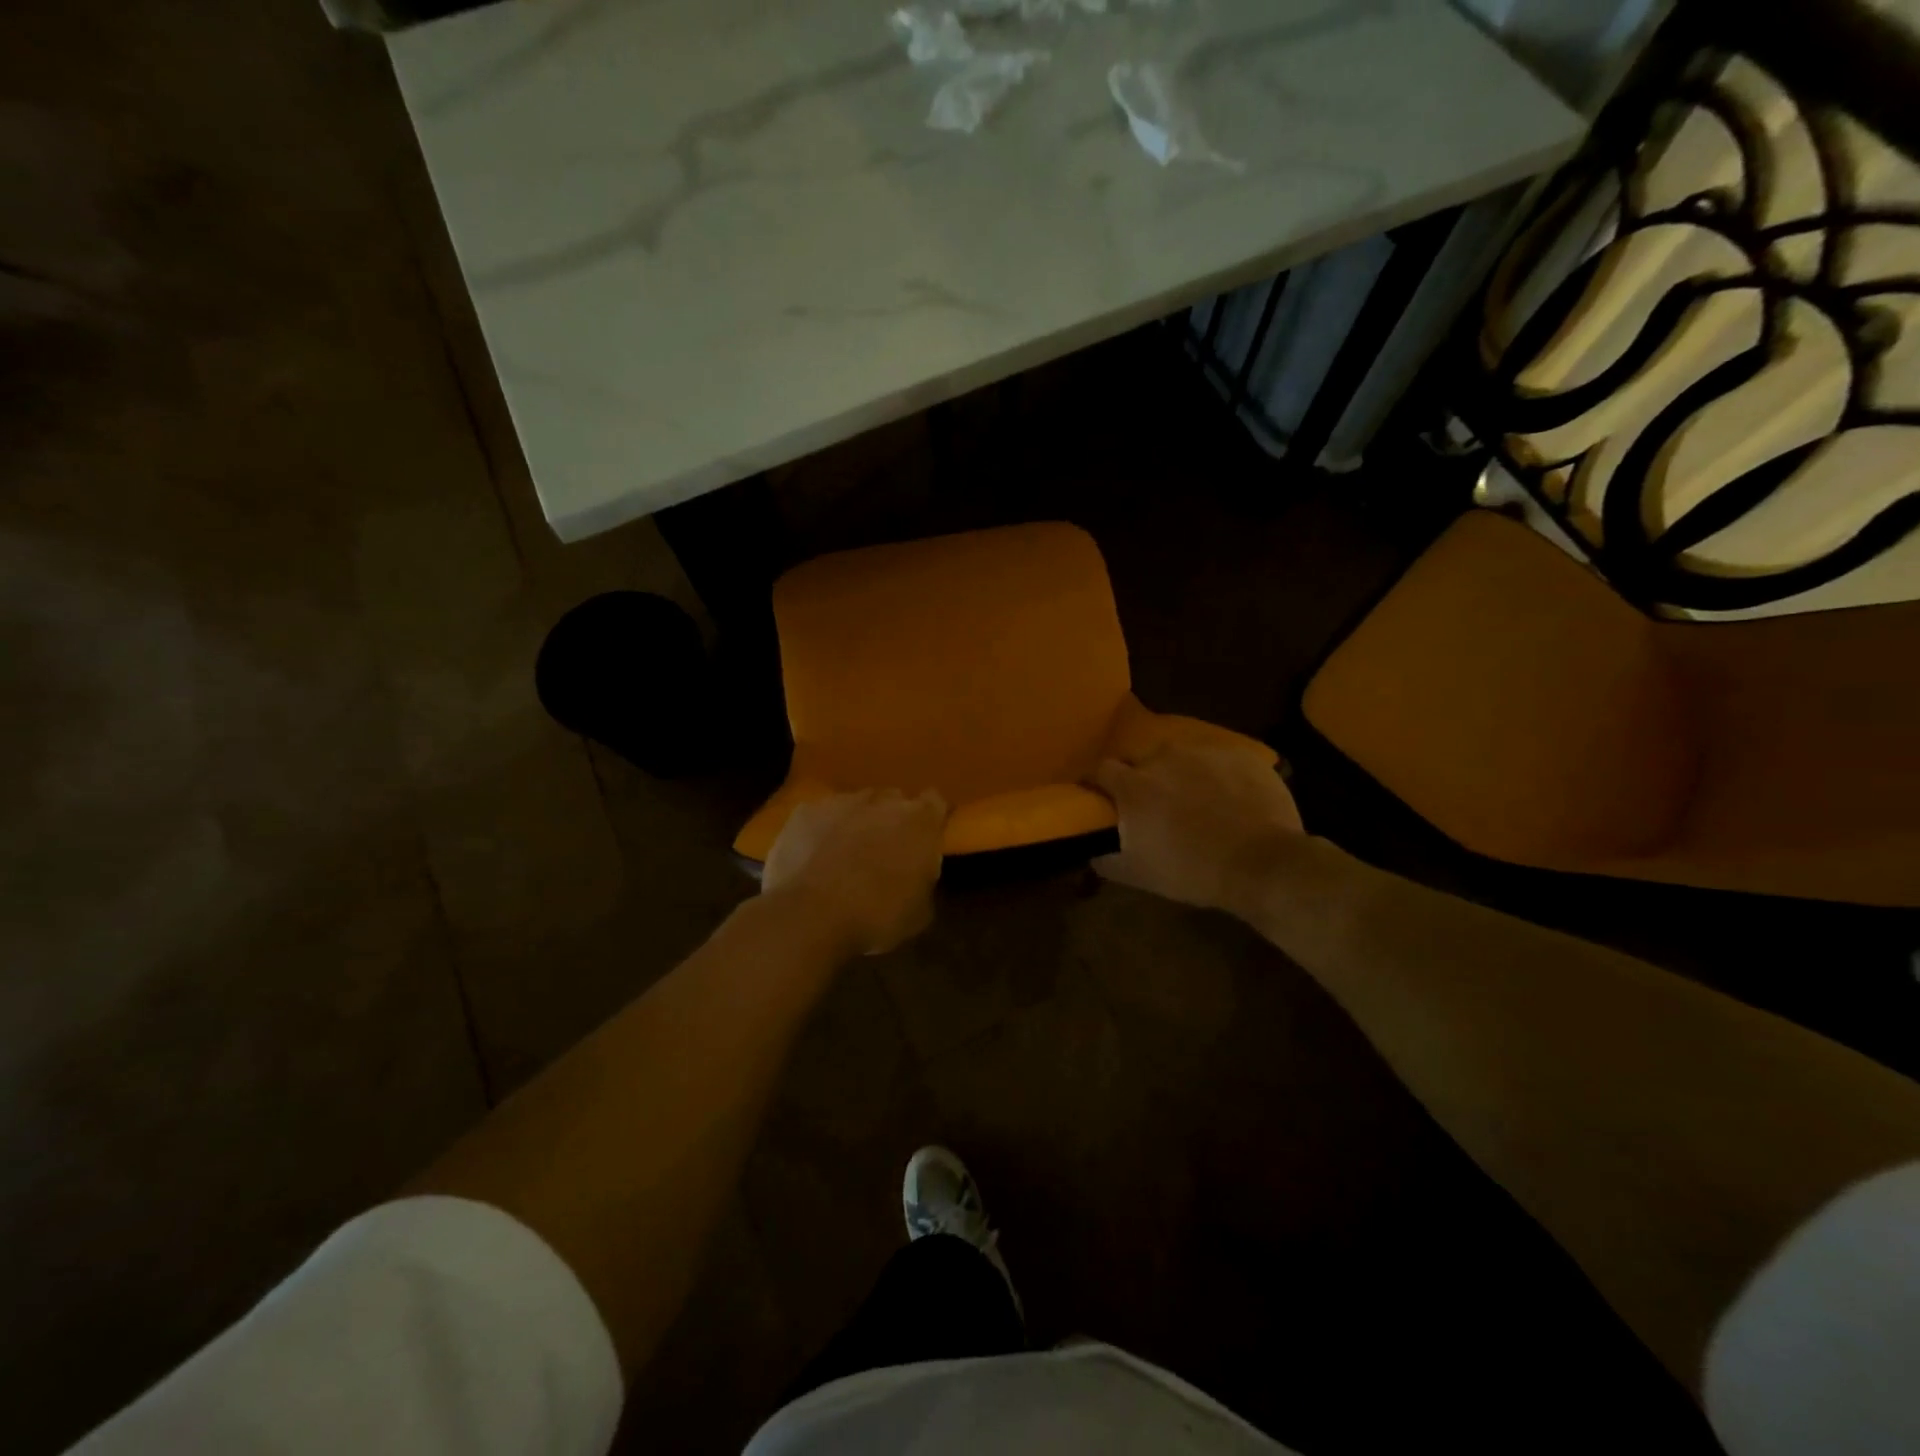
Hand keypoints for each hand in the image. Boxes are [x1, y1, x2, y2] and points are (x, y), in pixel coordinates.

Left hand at [762, 789, 947, 955]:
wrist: (811, 917)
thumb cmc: (877, 916)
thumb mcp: (919, 912)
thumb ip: (924, 879)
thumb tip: (916, 874)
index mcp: (920, 821)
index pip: (935, 802)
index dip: (931, 819)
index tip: (926, 837)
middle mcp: (884, 800)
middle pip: (894, 800)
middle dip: (893, 820)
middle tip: (886, 850)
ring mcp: (841, 802)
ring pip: (857, 804)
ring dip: (857, 822)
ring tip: (846, 854)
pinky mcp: (806, 811)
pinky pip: (821, 816)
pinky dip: (822, 830)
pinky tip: (814, 856)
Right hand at [1091, 744, 1302, 913]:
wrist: (1262, 864)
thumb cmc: (1192, 870)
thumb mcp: (1138, 874)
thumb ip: (1107, 858)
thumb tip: (1092, 851)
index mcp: (1135, 785)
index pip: (1102, 769)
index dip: (1100, 782)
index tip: (1104, 797)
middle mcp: (1164, 757)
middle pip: (1144, 761)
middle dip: (1145, 779)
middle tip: (1158, 806)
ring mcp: (1205, 752)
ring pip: (1184, 758)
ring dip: (1183, 774)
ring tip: (1199, 801)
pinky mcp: (1241, 754)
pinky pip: (1220, 760)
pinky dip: (1219, 776)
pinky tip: (1232, 801)